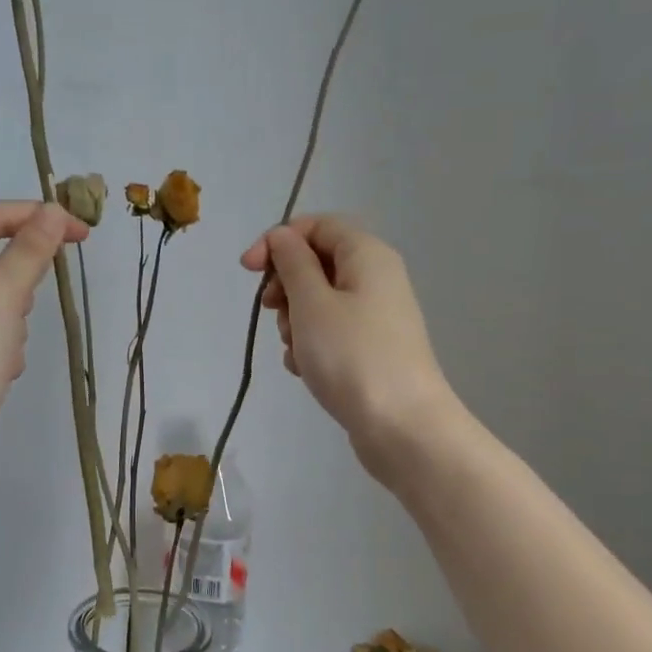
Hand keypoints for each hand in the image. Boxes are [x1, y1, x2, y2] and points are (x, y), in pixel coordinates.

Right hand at [241, 215, 457, 476]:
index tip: (248, 270)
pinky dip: (311, 345)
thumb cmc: (351, 356)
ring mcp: (376, 316)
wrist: (402, 426)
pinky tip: (304, 370)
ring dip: (295, 321)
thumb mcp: (312, 303)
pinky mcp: (371, 349)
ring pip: (319, 301)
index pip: (317, 225)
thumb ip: (292, 263)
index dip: (279, 240)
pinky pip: (331, 332)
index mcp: (367, 255)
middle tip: (272, 313)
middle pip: (317, 263)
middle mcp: (376, 278)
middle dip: (286, 286)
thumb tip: (283, 236)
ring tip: (295, 350)